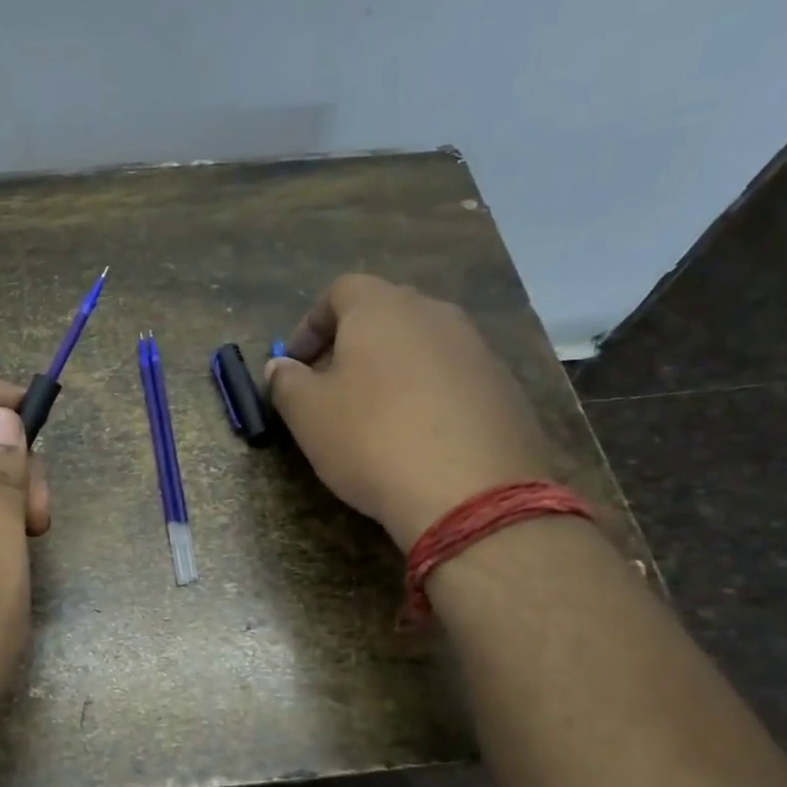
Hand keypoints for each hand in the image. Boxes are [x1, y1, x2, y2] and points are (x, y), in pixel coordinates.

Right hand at [267, 274, 552, 544]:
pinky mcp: (505, 388)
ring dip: (391, 370)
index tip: (295, 364)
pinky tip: (416, 438)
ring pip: (421, 346)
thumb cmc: (371, 440)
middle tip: (329, 387)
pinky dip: (427, 395)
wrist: (470, 494)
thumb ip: (286, 382)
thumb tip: (281, 367)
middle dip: (350, 345)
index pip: (340, 292)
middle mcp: (435, 315)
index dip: (310, 325)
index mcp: (383, 309)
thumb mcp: (307, 414)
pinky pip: (452, 378)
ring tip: (372, 416)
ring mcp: (478, 350)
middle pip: (384, 314)